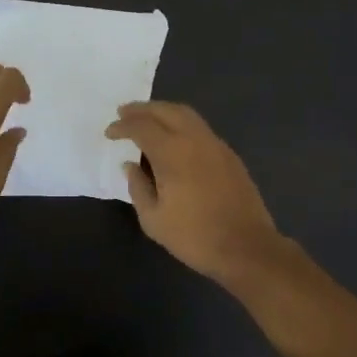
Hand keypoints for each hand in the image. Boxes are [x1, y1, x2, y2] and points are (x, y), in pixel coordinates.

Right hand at [106, 101, 284, 283]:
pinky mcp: (229, 155)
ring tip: (147, 120)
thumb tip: (130, 165)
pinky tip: (174, 139)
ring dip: (163, 112)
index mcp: (172, 152)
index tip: (109, 133)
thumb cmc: (194, 236)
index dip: (122, 126)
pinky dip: (181, 124)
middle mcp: (195, 139)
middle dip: (142, 109)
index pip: (141, 126)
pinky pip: (200, 128)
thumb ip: (137, 187)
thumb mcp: (153, 219)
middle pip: (166, 110)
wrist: (246, 247)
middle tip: (124, 113)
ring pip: (187, 114)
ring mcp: (216, 144)